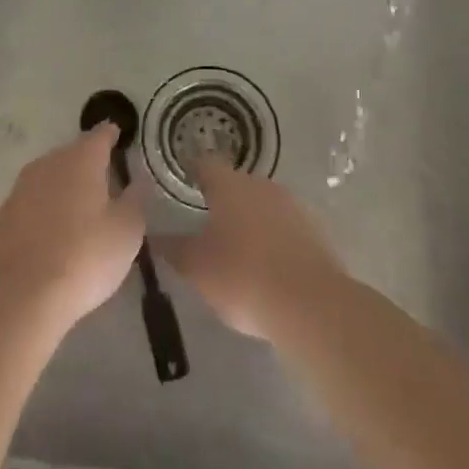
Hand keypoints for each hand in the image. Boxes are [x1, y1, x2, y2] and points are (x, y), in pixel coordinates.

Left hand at [0, 125, 145, 333]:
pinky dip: (44, 210)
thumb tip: (137, 182)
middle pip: (73, 154)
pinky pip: (32, 203)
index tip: (120, 138)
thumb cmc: (84, 256)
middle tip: (105, 181)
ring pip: (50, 177)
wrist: (21, 295)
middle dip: (89, 163)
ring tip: (80, 208)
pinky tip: (52, 233)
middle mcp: (49, 162)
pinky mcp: (3, 215)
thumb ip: (135, 201)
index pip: (101, 135)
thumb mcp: (127, 231)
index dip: (112, 135)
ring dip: (64, 187)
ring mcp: (21, 187)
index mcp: (82, 158)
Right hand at [154, 162, 343, 339]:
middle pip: (235, 184)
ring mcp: (292, 205)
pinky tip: (267, 263)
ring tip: (236, 246)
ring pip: (262, 204)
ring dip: (249, 219)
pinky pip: (284, 226)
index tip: (182, 179)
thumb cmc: (241, 277)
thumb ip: (173, 249)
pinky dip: (272, 237)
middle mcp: (261, 184)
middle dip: (222, 199)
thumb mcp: (196, 267)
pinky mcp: (315, 230)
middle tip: (206, 221)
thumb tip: (154, 236)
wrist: (310, 305)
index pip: (204, 164)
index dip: (192, 170)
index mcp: (229, 185)